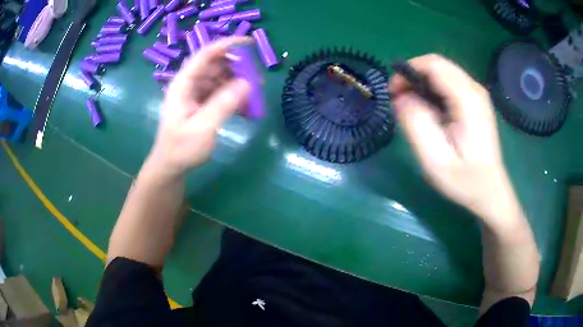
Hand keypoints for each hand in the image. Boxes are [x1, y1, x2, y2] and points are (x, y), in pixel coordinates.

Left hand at [146, 37, 251, 178]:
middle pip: (216, 65)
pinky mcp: (202, 103)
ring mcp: (196, 93)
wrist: (171, 166)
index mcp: (184, 83)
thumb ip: (223, 104)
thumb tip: (247, 83)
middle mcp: (190, 84)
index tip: (250, 44)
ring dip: (238, 85)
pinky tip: (246, 109)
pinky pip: (221, 93)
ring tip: (254, 97)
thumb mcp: (203, 128)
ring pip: (221, 79)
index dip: (227, 45)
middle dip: (237, 69)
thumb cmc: (182, 149)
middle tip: (257, 80)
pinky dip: (234, 97)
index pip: (206, 55)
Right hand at [390, 54, 518, 224]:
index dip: (408, 71)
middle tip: (400, 102)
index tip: (393, 94)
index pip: (433, 64)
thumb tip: (400, 98)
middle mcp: (474, 89)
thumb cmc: (465, 181)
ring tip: (413, 109)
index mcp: (467, 99)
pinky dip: (433, 90)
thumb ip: (416, 124)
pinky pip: (449, 83)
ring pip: (442, 72)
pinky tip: (430, 112)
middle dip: (413, 76)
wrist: (490, 192)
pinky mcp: (476, 101)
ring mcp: (477, 94)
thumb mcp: (435, 160)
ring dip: (422, 84)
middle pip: (437, 64)